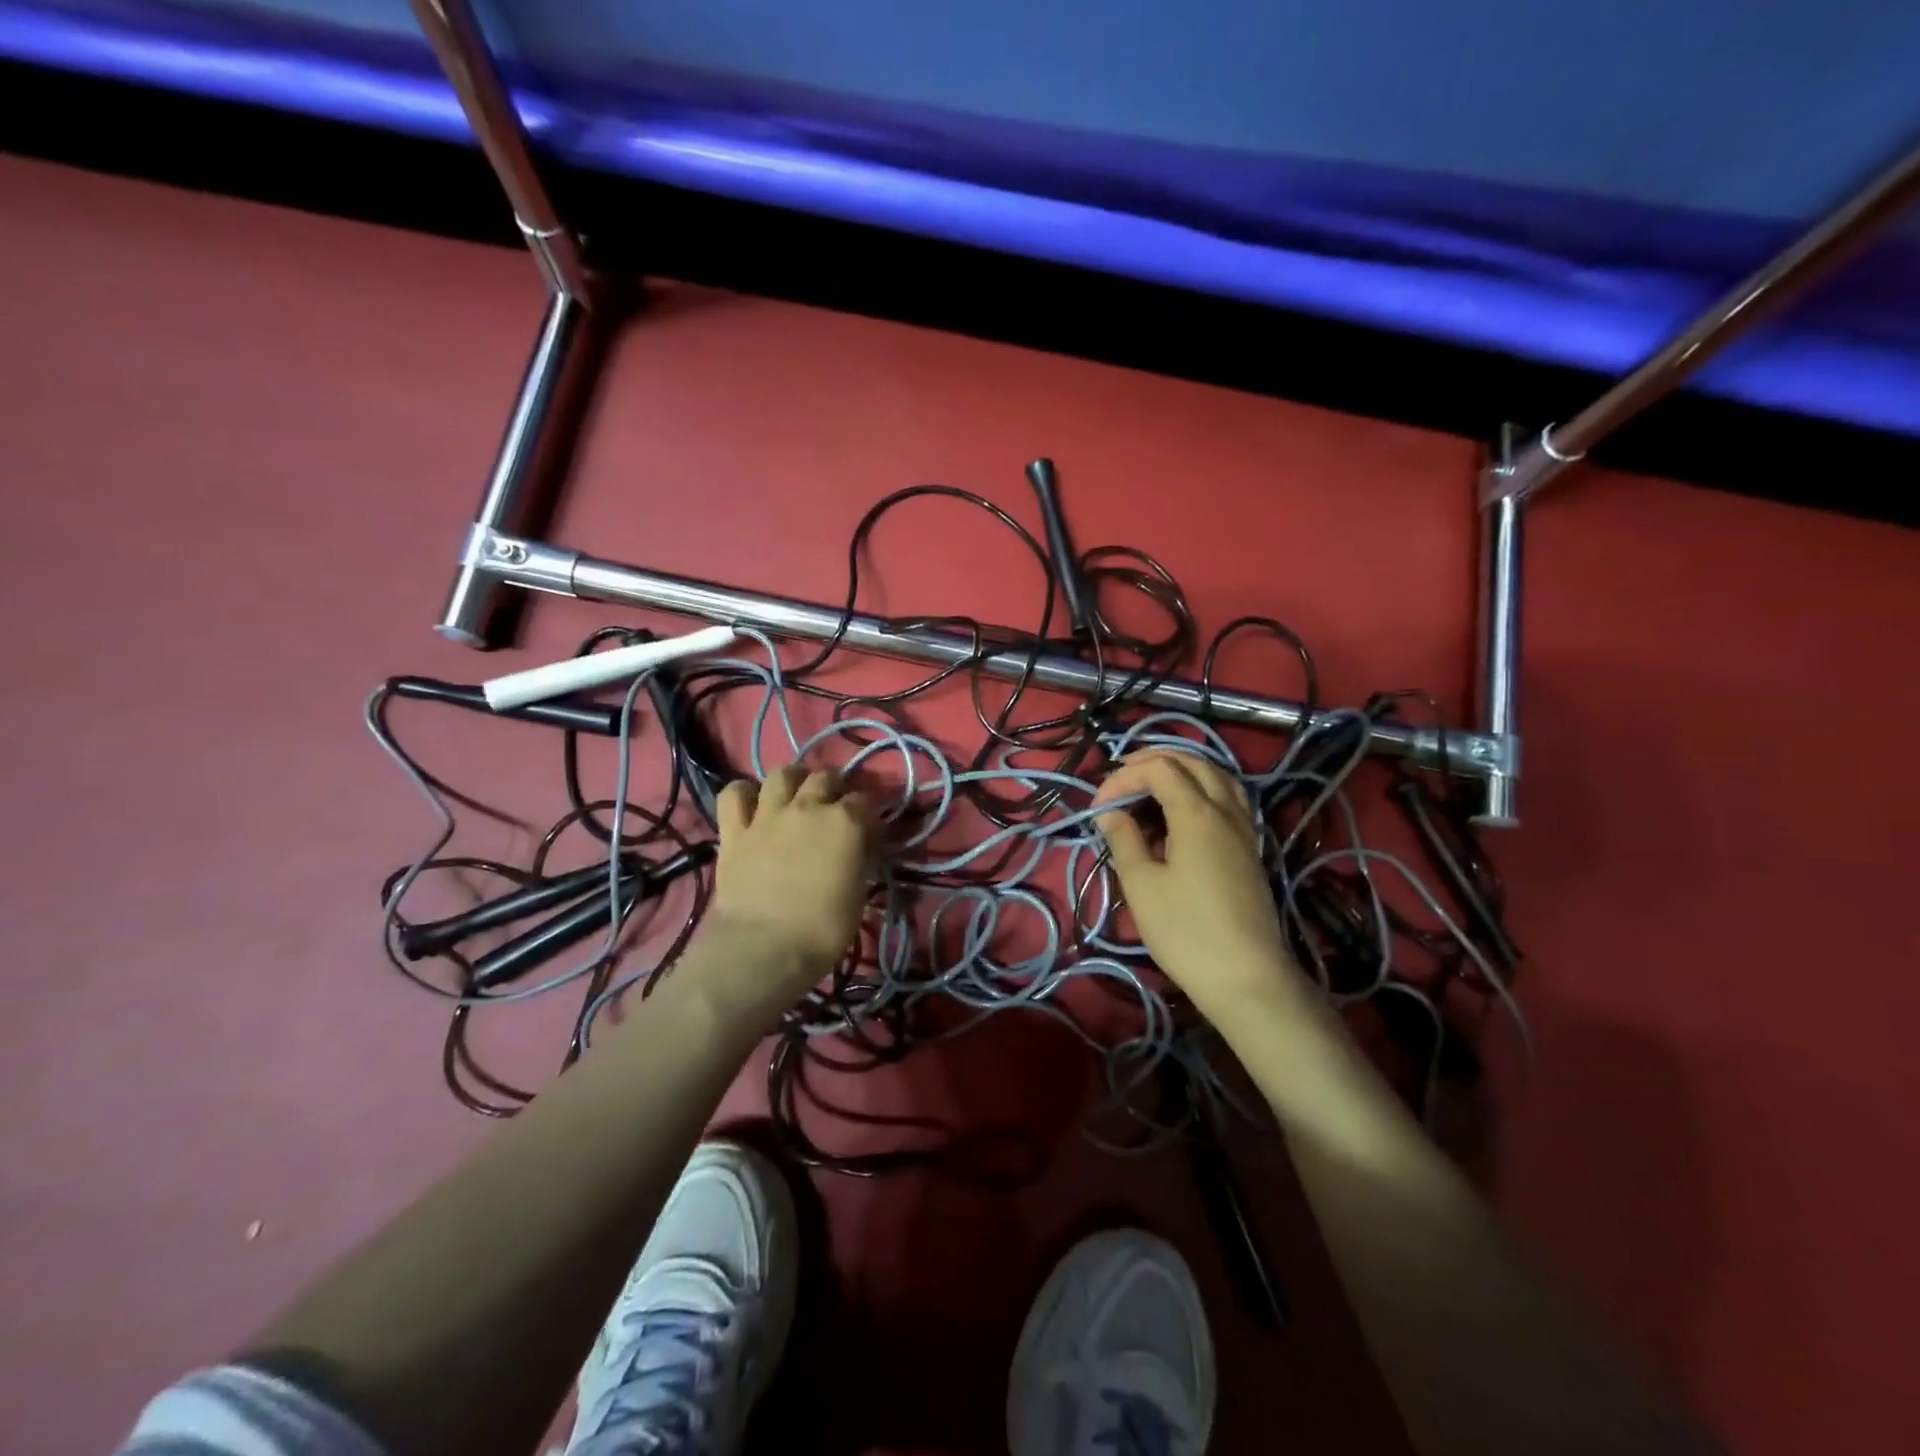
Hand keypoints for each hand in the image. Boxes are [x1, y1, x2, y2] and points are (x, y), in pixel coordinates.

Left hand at [706, 766, 874, 997]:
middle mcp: (808, 806)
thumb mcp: (859, 893)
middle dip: (834, 787)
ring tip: (795, 795)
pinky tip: (751, 804)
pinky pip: (733, 794)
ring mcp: (768, 814)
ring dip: (793, 780)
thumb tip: (862, 842)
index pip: (865, 800)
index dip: (868, 812)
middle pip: (825, 777)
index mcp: (846, 822)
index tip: (868, 828)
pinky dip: (744, 794)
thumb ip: (861, 857)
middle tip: (834, 807)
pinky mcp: (734, 830)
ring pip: (782, 774)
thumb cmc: (822, 929)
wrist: (763, 948)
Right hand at [1093, 750, 1299, 1012]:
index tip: (1099, 806)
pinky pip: (1229, 798)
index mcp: (1197, 814)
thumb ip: (1124, 840)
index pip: (1159, 770)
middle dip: (1153, 762)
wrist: (1246, 977)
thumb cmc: (1185, 931)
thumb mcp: (1142, 885)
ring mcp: (1244, 829)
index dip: (1124, 778)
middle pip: (1192, 762)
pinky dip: (1204, 788)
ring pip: (1217, 776)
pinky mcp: (1249, 849)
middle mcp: (1225, 811)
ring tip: (1153, 784)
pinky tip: (1186, 810)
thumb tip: (1110, 812)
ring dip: (1183, 770)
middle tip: (1122, 778)